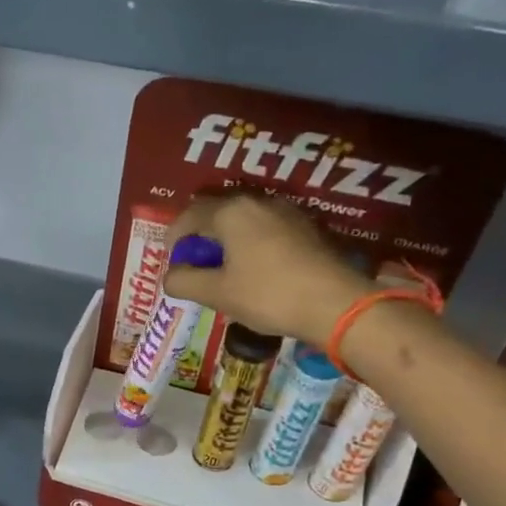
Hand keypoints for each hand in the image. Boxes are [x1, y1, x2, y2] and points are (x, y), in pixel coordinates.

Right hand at [164, 191, 371, 344]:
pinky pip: (266, 228)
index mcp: (231, 212)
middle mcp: (258, 202)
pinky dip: (250, 243)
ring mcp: (286, 212)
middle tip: (195, 262)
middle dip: (201, 235)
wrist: (335, 303)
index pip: (190, 214)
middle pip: (218, 212)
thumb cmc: (268, 295)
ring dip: (227, 239)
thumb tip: (169, 277)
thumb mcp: (218, 293)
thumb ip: (185, 282)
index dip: (174, 235)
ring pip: (244, 219)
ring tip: (223, 267)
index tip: (170, 257)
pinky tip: (253, 268)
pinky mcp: (306, 228)